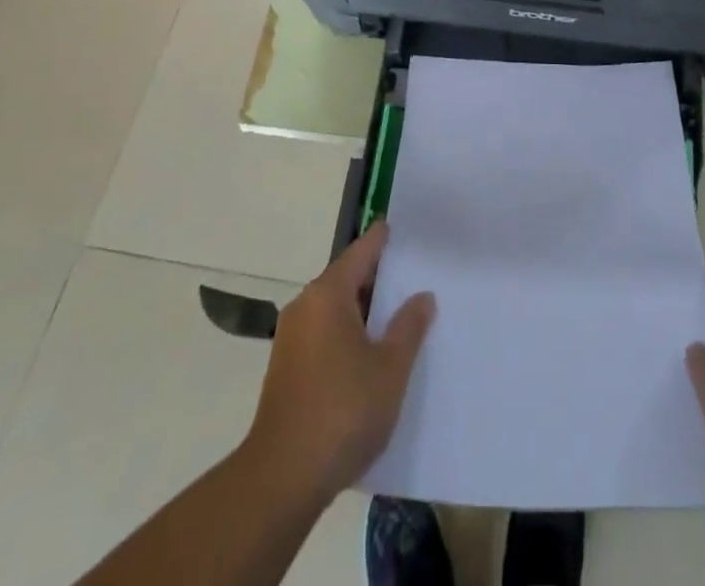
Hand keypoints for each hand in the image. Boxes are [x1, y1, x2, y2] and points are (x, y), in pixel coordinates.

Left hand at [246, 222, 435, 501]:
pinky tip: (370, 353)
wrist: (283, 477)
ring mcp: (291, 339)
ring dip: (363, 311)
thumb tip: (421, 296)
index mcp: (327, 295)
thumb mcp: (390, 368)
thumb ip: (409, 327)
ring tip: (397, 315)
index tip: (397, 226)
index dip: (381, 239)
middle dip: (377, 278)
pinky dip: (348, 333)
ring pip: (335, 310)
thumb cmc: (343, 410)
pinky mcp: (287, 369)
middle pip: (346, 279)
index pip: (361, 252)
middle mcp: (305, 307)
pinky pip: (324, 334)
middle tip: (411, 275)